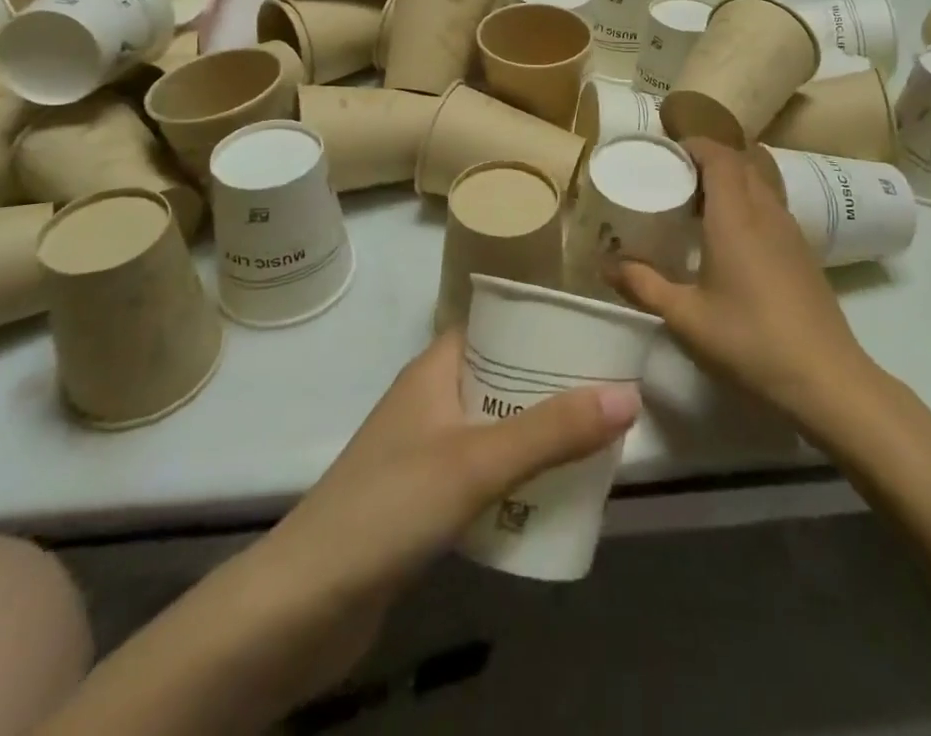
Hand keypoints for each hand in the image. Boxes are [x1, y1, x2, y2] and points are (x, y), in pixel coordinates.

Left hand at [237, 334, 639, 705]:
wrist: (302, 606)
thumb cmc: (389, 507)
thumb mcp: (477, 462)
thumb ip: (551, 431)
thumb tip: (628, 395)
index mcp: (435, 369)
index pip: (493, 326)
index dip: (538, 325)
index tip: (591, 334)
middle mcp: (429, 400)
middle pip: (499, 377)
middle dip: (549, 384)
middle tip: (607, 392)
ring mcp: (423, 451)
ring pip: (492, 427)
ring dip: (535, 433)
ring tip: (592, 440)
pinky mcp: (421, 501)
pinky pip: (481, 472)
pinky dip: (514, 475)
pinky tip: (548, 495)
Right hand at [605, 138, 871, 426]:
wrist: (825, 378)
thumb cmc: (749, 340)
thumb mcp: (685, 317)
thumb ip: (642, 285)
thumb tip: (603, 264)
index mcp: (735, 217)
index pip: (720, 156)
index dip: (695, 144)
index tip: (667, 151)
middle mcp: (765, 212)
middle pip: (741, 163)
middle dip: (708, 159)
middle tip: (675, 177)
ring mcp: (790, 230)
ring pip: (759, 183)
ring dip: (731, 180)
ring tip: (699, 204)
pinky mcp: (803, 251)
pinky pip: (772, 205)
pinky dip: (748, 202)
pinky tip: (732, 237)